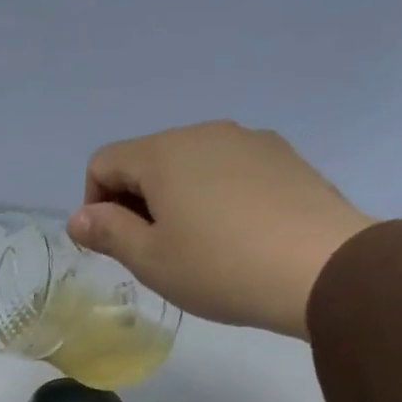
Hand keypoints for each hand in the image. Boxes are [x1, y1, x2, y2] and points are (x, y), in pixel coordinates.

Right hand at [66, 121, 375, 338]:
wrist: (322, 268)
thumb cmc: (219, 267)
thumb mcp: (150, 259)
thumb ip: (107, 232)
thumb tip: (79, 218)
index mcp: (164, 153)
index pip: (104, 163)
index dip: (94, 205)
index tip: (112, 246)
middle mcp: (204, 132)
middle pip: (147, 160)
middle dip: (135, 203)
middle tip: (153, 254)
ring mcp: (249, 140)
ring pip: (189, 165)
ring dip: (175, 200)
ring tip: (196, 248)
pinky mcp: (283, 157)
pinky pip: (228, 171)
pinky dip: (214, 197)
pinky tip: (234, 236)